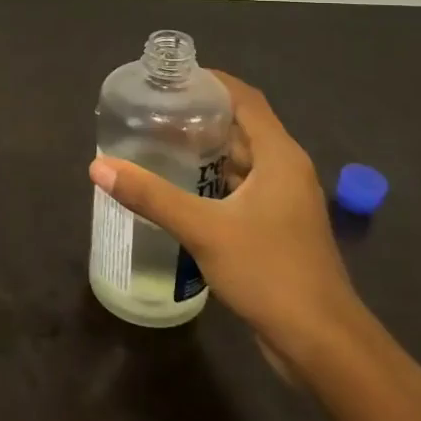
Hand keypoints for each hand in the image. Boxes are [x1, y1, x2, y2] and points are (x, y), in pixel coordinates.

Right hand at [89, 71, 367, 374]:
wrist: (321, 343)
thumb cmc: (269, 272)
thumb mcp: (204, 229)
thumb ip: (151, 196)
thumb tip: (98, 167)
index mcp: (280, 156)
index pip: (245, 99)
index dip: (211, 81)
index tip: (170, 77)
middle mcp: (285, 170)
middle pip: (242, 126)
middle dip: (200, 115)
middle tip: (152, 110)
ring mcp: (283, 202)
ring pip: (241, 160)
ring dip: (204, 150)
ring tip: (157, 143)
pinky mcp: (276, 228)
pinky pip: (240, 188)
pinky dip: (211, 180)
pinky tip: (178, 190)